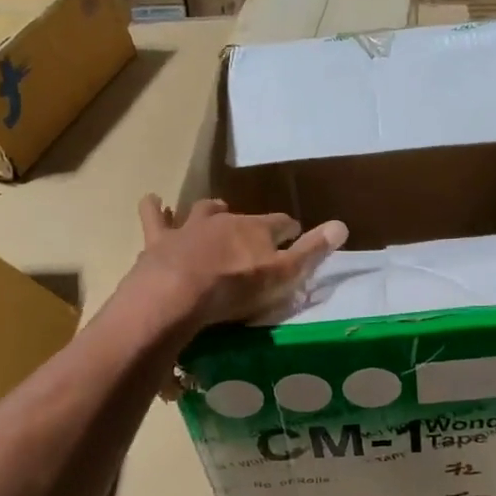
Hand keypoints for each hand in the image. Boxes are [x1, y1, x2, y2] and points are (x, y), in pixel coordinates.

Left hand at [133, 195, 347, 329]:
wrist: (177, 294)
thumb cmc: (235, 288)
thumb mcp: (282, 275)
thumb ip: (311, 251)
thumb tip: (342, 225)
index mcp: (256, 230)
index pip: (281, 224)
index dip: (289, 230)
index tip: (294, 234)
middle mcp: (225, 220)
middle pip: (241, 216)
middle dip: (248, 223)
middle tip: (250, 233)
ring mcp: (189, 228)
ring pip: (202, 210)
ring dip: (210, 211)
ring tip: (213, 212)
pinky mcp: (159, 240)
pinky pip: (155, 216)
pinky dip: (155, 209)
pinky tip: (153, 201)